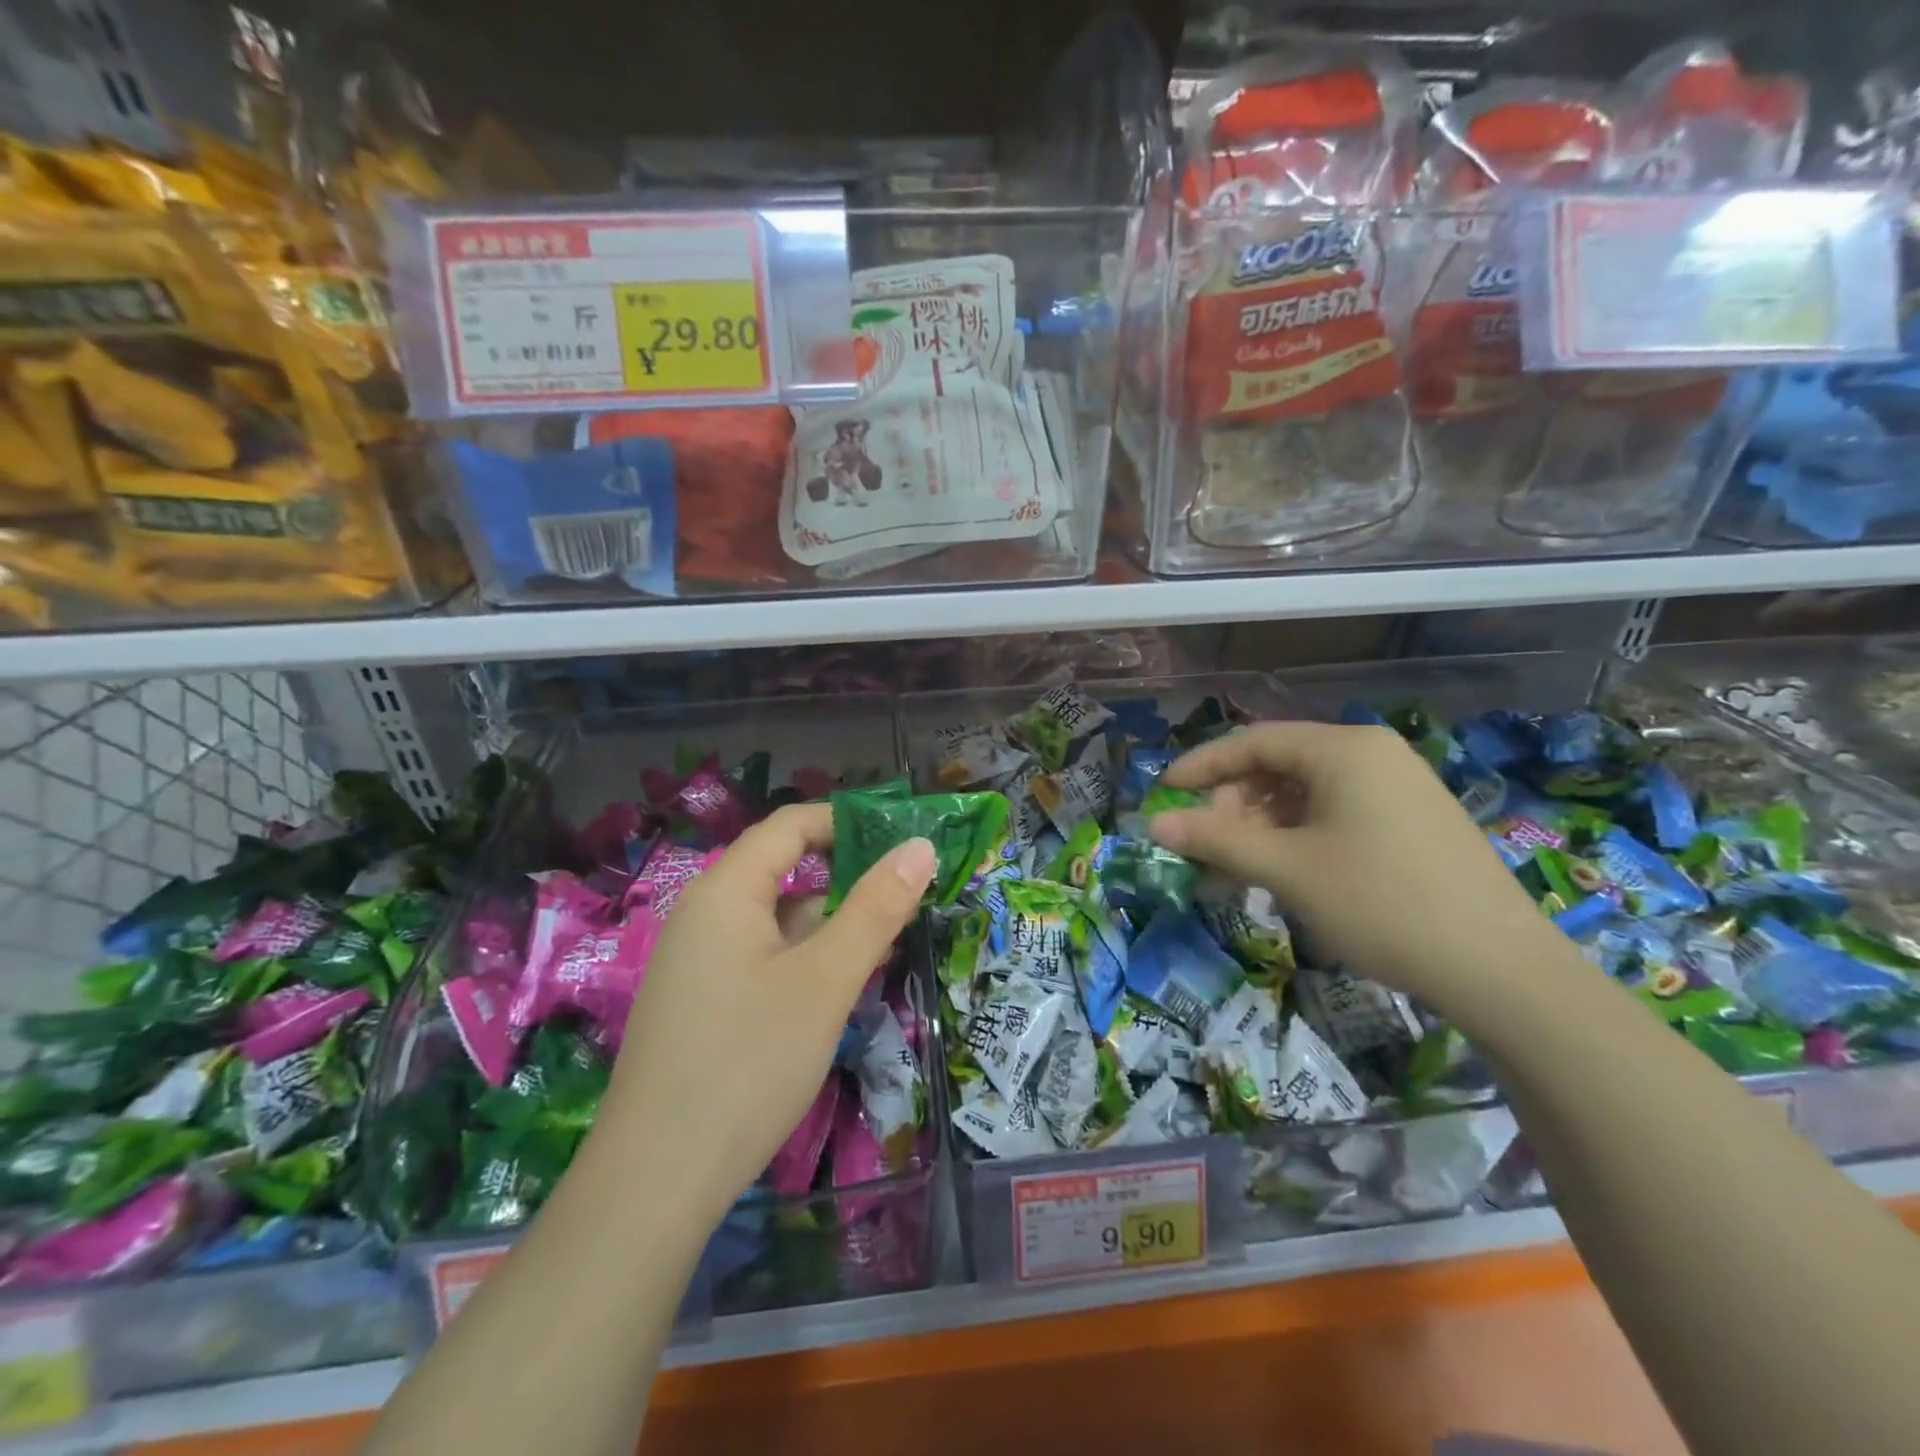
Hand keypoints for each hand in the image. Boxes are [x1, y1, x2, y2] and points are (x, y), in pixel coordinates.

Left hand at [595, 804, 935, 1232]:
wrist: (656, 1182)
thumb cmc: (749, 1062)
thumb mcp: (826, 980)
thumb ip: (876, 908)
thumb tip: (920, 845)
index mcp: (726, 891)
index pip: (790, 826)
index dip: (847, 822)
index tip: (902, 840)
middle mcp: (704, 914)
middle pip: (783, 871)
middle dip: (846, 879)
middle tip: (906, 898)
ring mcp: (697, 962)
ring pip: (775, 921)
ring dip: (828, 925)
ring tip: (884, 947)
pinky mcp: (700, 1003)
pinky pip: (760, 958)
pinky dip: (803, 960)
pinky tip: (834, 992)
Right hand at [1148, 721, 1561, 1007]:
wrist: (1502, 970)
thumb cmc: (1382, 903)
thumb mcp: (1288, 870)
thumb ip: (1216, 840)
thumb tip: (1153, 824)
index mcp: (1344, 750)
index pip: (1253, 741)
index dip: (1202, 766)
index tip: (1164, 793)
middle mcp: (1372, 754)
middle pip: (1280, 765)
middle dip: (1235, 803)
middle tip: (1209, 845)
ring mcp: (1399, 787)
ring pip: (1307, 792)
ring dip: (1263, 824)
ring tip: (1241, 867)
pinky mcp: (1413, 821)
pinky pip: (1337, 812)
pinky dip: (1299, 836)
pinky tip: (1286, 871)